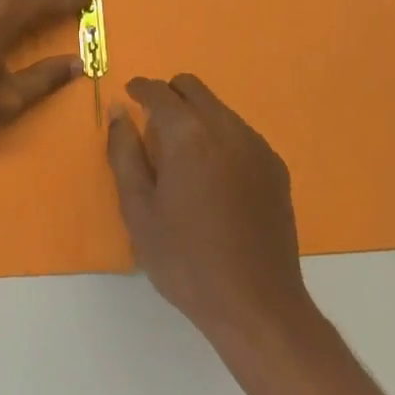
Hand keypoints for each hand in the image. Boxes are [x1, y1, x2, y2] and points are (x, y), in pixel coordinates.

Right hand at [107, 74, 312, 346]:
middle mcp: (226, 127)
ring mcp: (256, 145)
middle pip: (193, 88)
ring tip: (184, 156)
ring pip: (218, 108)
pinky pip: (240, 133)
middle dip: (169, 95)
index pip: (160, 91)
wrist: (257, 306)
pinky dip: (220, 137)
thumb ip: (124, 152)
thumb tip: (118, 112)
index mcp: (189, 134)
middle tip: (153, 124)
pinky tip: (214, 177)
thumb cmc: (186, 260)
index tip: (130, 96)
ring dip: (196, 116)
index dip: (140, 88)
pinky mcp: (275, 167)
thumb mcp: (138, 210)